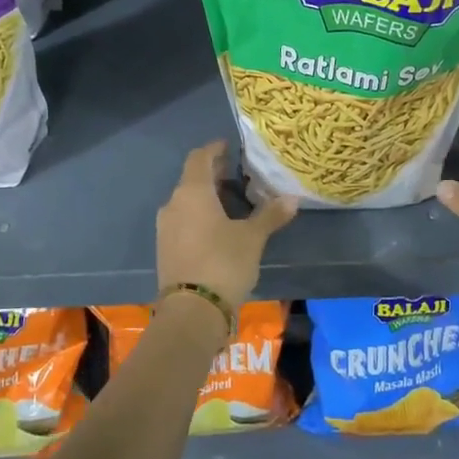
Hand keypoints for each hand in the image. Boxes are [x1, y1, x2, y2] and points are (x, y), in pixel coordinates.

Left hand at [156, 142, 297, 310]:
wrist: (192, 311)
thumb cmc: (223, 263)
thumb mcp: (253, 238)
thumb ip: (270, 215)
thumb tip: (292, 198)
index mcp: (192, 192)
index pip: (199, 158)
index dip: (214, 149)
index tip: (229, 146)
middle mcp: (174, 204)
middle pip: (192, 179)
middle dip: (214, 174)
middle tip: (237, 173)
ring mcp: (166, 228)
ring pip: (187, 201)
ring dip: (207, 196)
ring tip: (232, 201)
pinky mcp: (166, 248)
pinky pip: (183, 220)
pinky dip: (200, 216)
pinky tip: (218, 227)